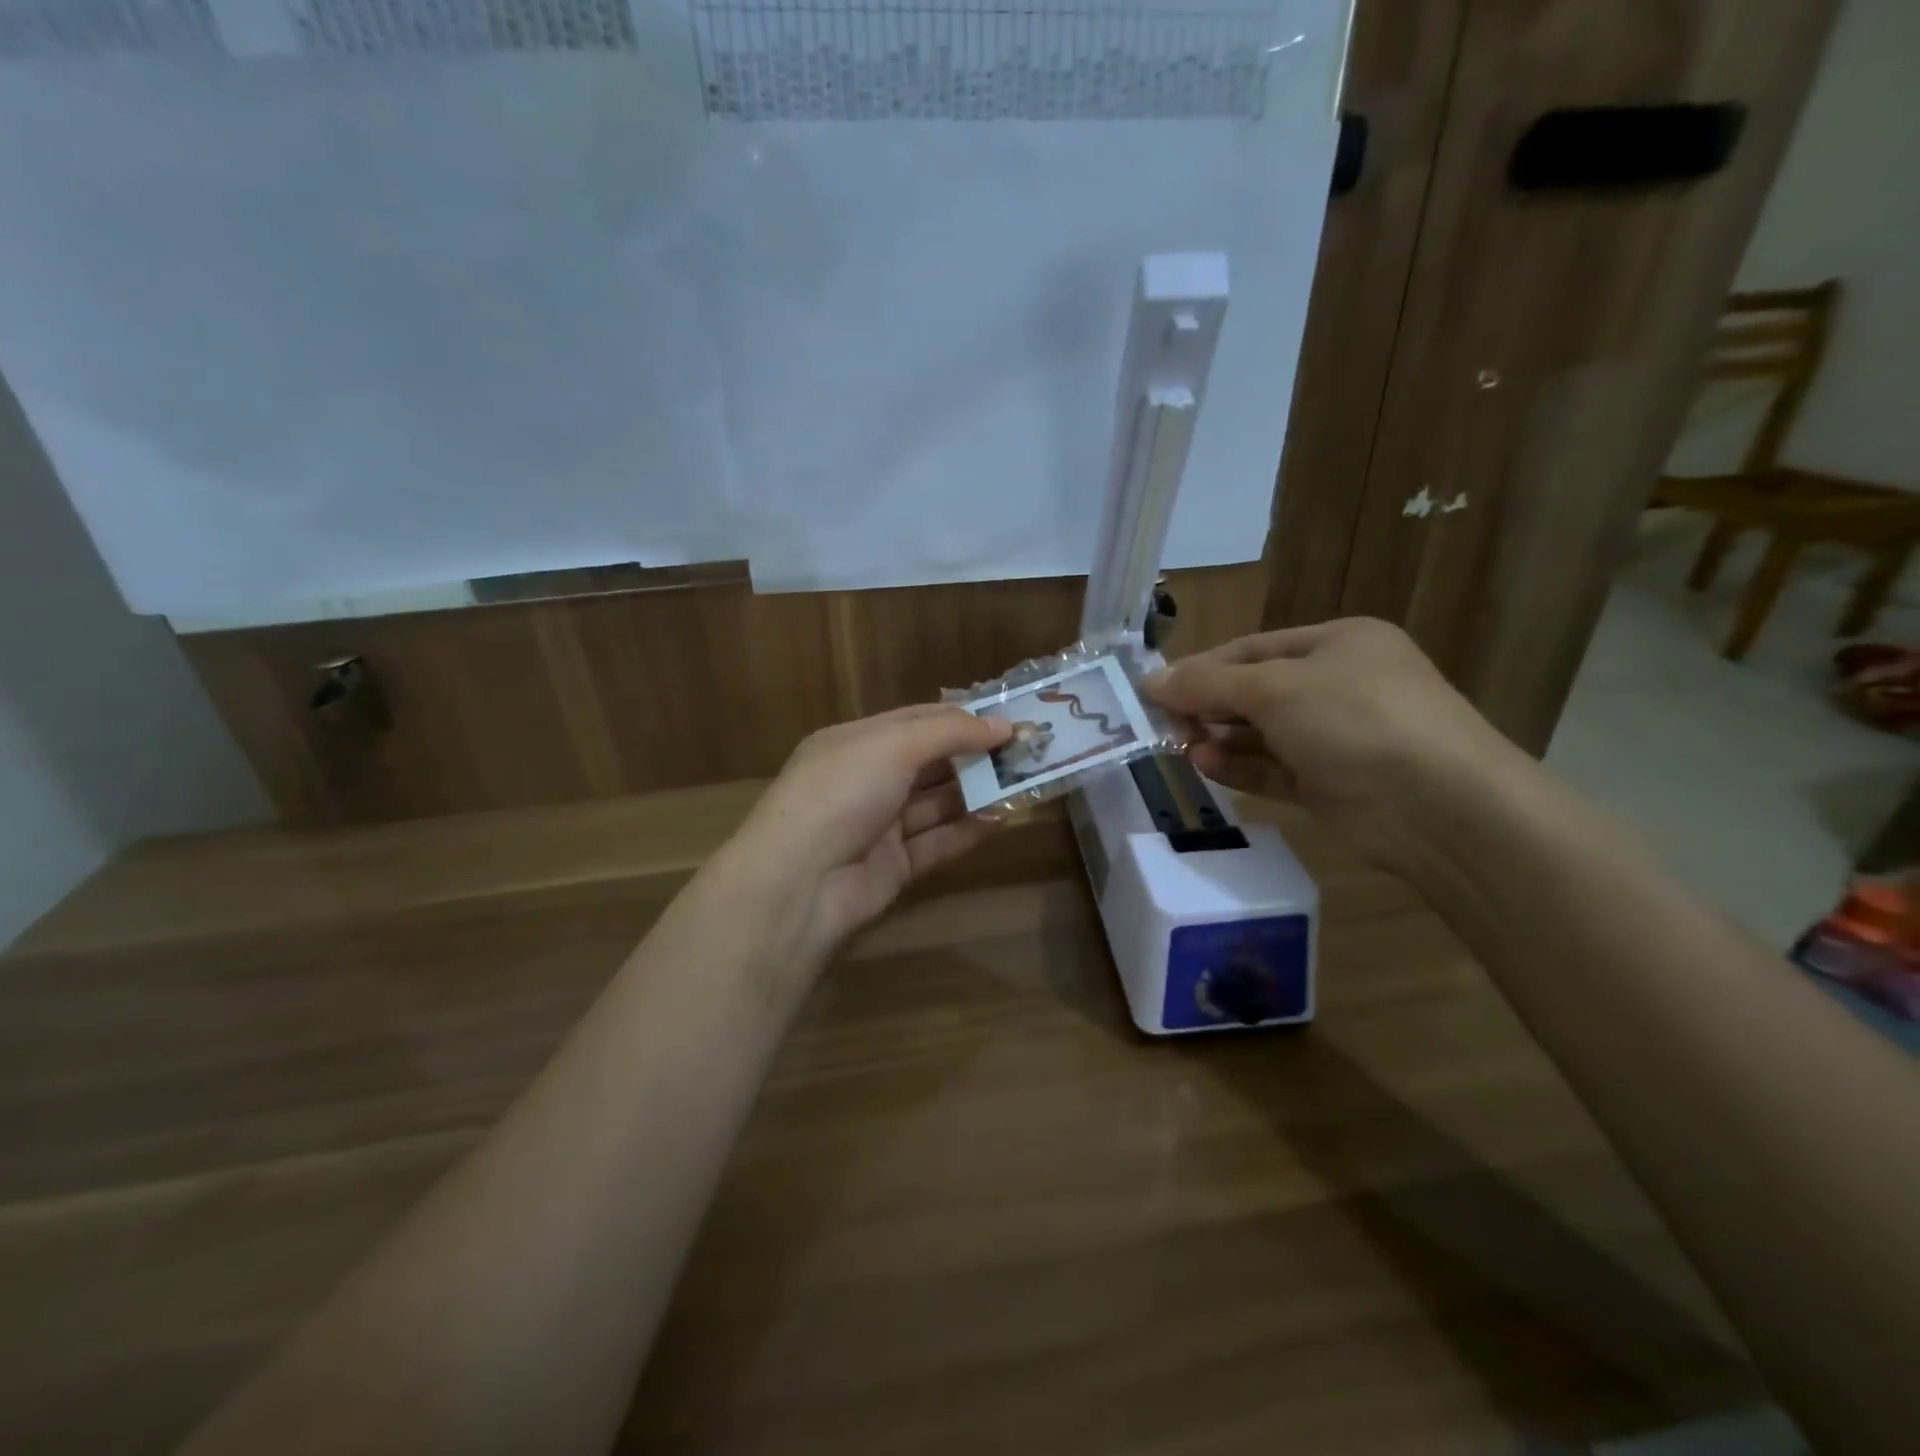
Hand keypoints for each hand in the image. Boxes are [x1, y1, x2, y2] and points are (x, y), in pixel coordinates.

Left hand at [715, 705, 1013, 967]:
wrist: (800, 882)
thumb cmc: (842, 792)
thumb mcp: (893, 745)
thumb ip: (950, 732)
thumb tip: (1002, 725)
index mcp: (855, 742)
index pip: (916, 720)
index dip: (962, 718)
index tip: (1008, 718)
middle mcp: (867, 779)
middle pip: (930, 761)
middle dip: (975, 755)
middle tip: (1027, 751)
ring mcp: (879, 825)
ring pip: (937, 803)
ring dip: (977, 792)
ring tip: (1025, 782)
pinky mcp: (894, 866)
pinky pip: (937, 842)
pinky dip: (968, 830)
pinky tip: (1002, 818)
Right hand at [1144, 618, 1523, 866]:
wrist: (1439, 807)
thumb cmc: (1356, 720)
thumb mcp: (1275, 689)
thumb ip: (1209, 684)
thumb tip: (1152, 681)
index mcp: (1337, 643)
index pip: (1252, 649)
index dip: (1201, 668)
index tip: (1154, 690)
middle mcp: (1339, 685)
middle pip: (1255, 691)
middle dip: (1208, 705)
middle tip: (1162, 722)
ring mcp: (1338, 738)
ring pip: (1263, 734)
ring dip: (1220, 738)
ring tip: (1180, 746)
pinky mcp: (1332, 785)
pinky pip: (1275, 769)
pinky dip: (1240, 767)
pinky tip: (1205, 765)